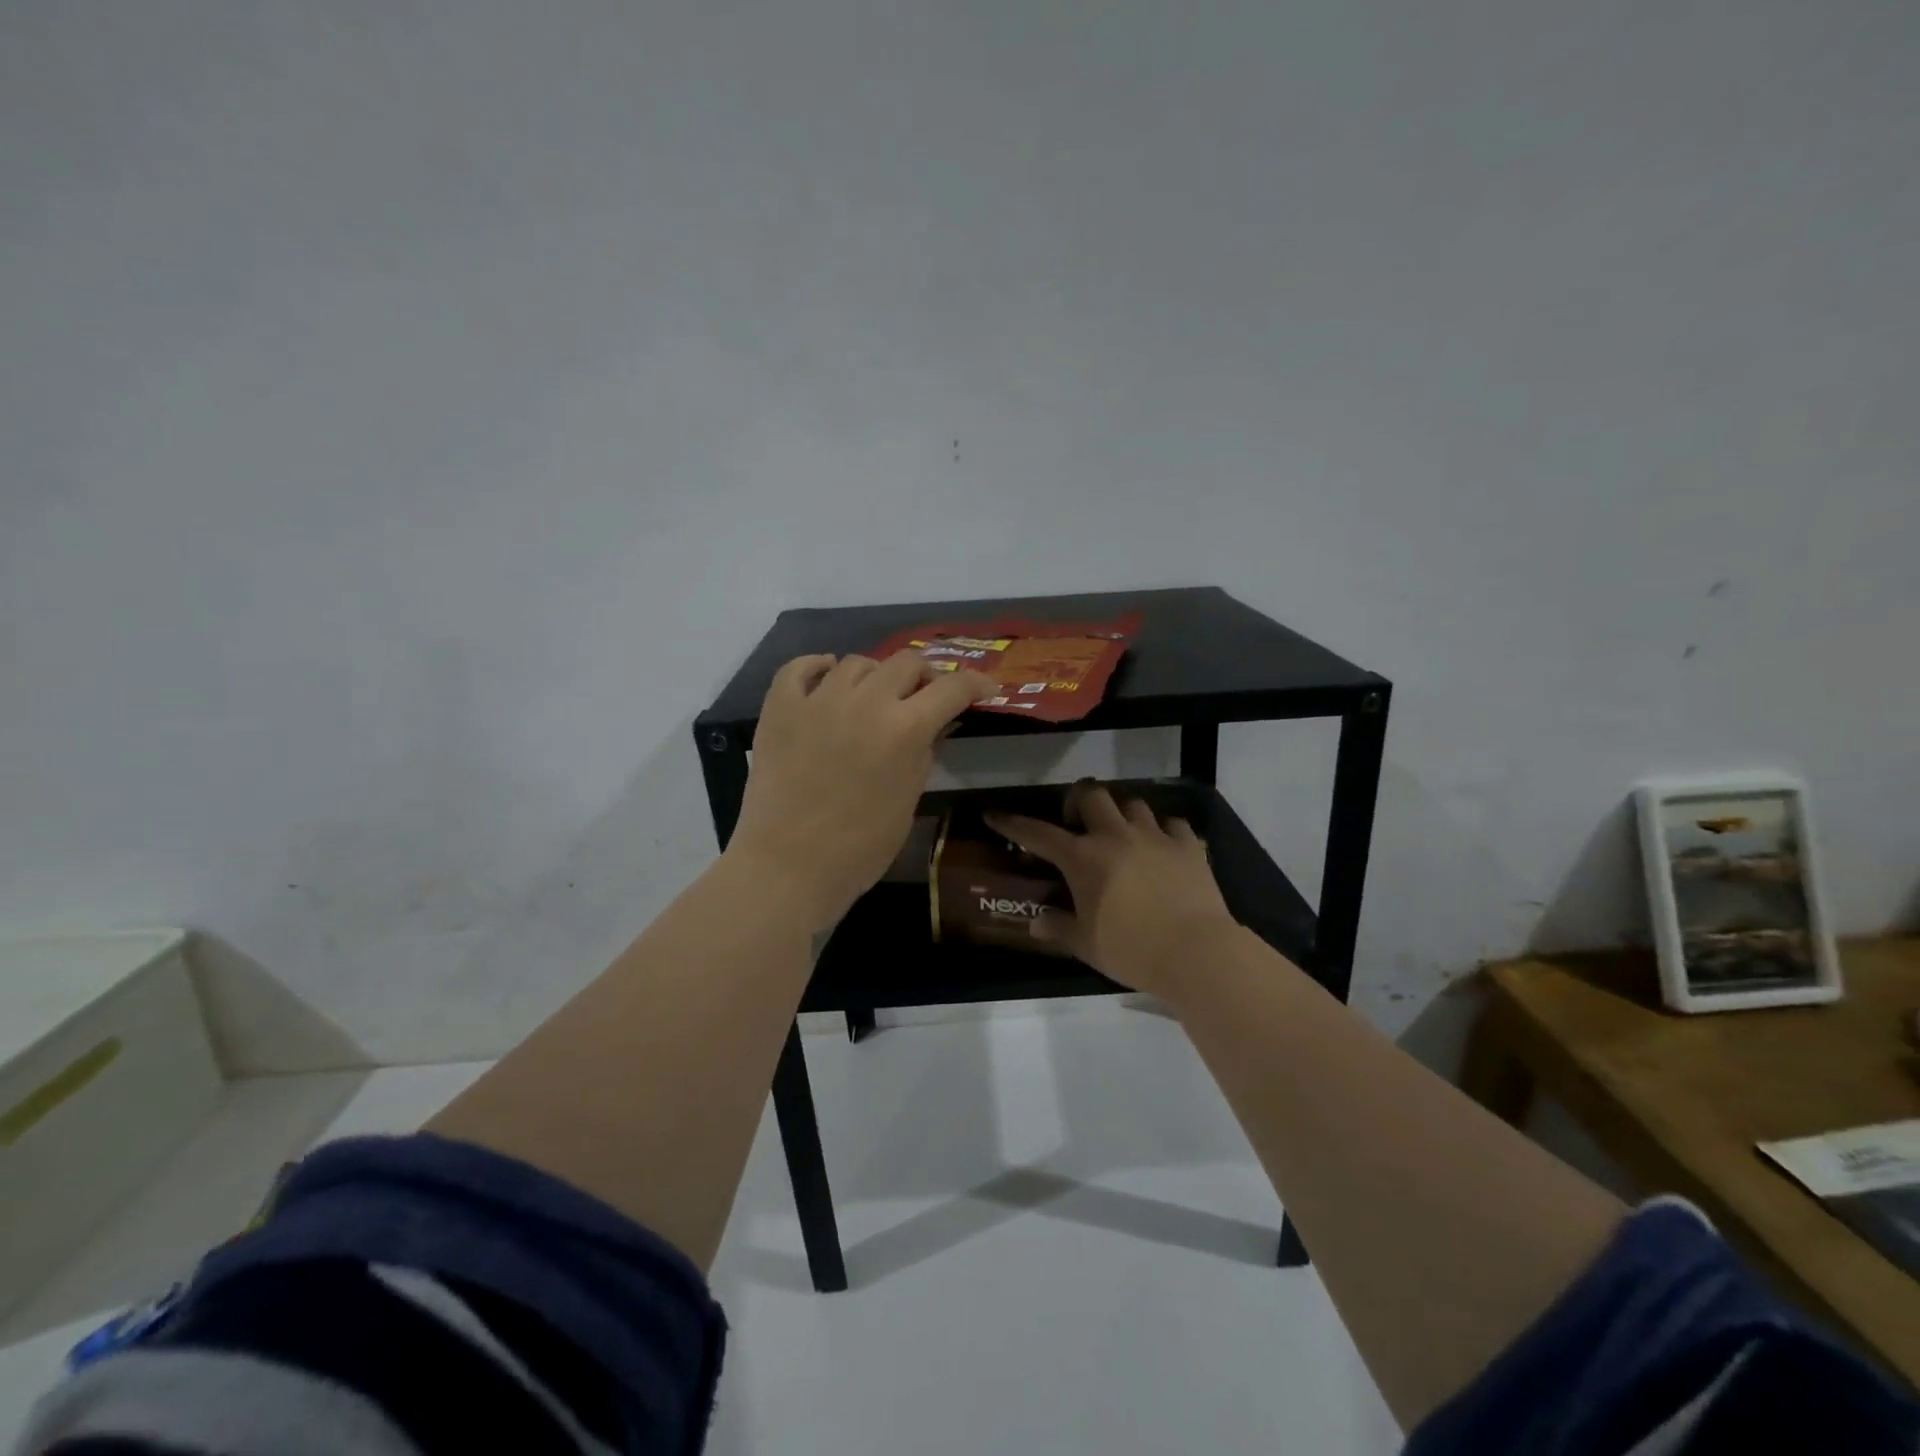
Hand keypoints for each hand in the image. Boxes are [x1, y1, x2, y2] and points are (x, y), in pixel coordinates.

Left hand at [728, 652, 997, 929]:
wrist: (789, 866)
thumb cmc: (860, 847)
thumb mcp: (908, 800)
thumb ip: (923, 754)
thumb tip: (930, 728)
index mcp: (905, 728)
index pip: (951, 688)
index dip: (975, 683)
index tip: (985, 688)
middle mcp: (865, 701)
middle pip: (906, 662)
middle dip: (924, 676)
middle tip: (924, 696)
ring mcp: (818, 700)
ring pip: (856, 662)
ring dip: (875, 675)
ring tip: (873, 695)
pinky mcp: (780, 708)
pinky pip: (799, 667)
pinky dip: (817, 667)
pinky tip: (826, 675)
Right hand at [985, 785, 1236, 994]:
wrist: (1197, 952)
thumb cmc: (1132, 950)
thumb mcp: (1087, 945)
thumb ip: (1059, 927)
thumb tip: (1037, 922)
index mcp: (1083, 858)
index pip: (1038, 833)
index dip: (1013, 824)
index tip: (994, 815)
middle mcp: (1116, 836)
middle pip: (1092, 795)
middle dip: (1078, 800)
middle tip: (1077, 821)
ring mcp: (1155, 836)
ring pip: (1133, 803)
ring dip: (1122, 814)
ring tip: (1122, 833)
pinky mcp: (1188, 846)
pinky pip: (1173, 824)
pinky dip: (1164, 831)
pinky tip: (1163, 847)